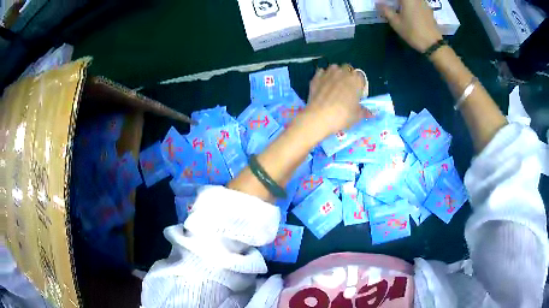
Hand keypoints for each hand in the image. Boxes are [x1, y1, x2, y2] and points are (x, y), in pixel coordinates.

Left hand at [298, 64, 369, 139]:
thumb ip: (364, 112)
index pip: (361, 77)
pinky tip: (323, 85)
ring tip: (334, 85)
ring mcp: (328, 73)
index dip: (359, 84)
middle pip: (348, 69)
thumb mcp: (357, 116)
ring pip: (334, 68)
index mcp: (356, 80)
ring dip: (336, 73)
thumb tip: (371, 113)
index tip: (357, 93)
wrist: (319, 117)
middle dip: (348, 75)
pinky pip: (321, 72)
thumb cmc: (342, 116)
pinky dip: (323, 76)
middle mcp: (343, 72)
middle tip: (346, 88)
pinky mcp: (316, 77)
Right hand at [377, 0, 442, 52]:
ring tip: (399, 9)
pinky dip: (411, 6)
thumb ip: (386, 10)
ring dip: (403, 3)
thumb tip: (378, 3)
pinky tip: (410, 12)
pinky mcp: (428, 9)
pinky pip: (417, 3)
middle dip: (396, 2)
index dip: (387, 0)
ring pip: (411, 1)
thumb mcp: (396, 22)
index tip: (382, 3)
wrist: (433, 44)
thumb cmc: (413, 32)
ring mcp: (424, 3)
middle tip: (390, 6)